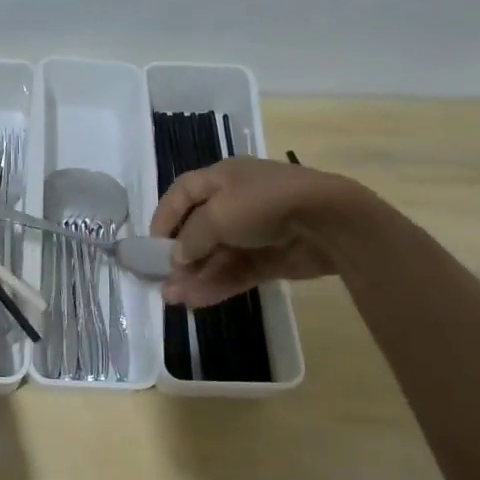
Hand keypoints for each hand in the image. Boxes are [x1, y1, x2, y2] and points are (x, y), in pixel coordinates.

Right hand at [150, 157, 351, 306]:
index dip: (165, 217)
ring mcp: (254, 232)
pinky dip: (217, 285)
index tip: (151, 245)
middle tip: (161, 281)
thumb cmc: (264, 204)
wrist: (328, 221)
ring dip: (194, 276)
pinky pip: (236, 272)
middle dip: (179, 256)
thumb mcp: (218, 214)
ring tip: (174, 299)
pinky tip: (197, 301)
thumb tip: (177, 257)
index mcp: (222, 178)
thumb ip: (192, 237)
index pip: (183, 193)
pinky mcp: (269, 258)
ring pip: (216, 256)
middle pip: (198, 229)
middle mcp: (235, 202)